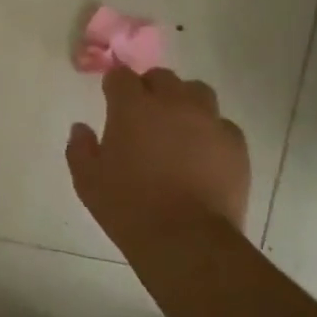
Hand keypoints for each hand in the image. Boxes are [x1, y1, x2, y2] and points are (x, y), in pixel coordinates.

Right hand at [67, 67, 250, 253]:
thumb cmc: (129, 207)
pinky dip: (210, 132)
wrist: (186, 240)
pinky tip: (203, 153)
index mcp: (132, 107)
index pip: (121, 76)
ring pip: (197, 92)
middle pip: (162, 77)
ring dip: (184, 102)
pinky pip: (222, 124)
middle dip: (150, 89)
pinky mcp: (235, 144)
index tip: (111, 100)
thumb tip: (81, 128)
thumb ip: (80, 148)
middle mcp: (172, 103)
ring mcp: (208, 121)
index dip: (114, 86)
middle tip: (143, 115)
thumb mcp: (88, 181)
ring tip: (178, 127)